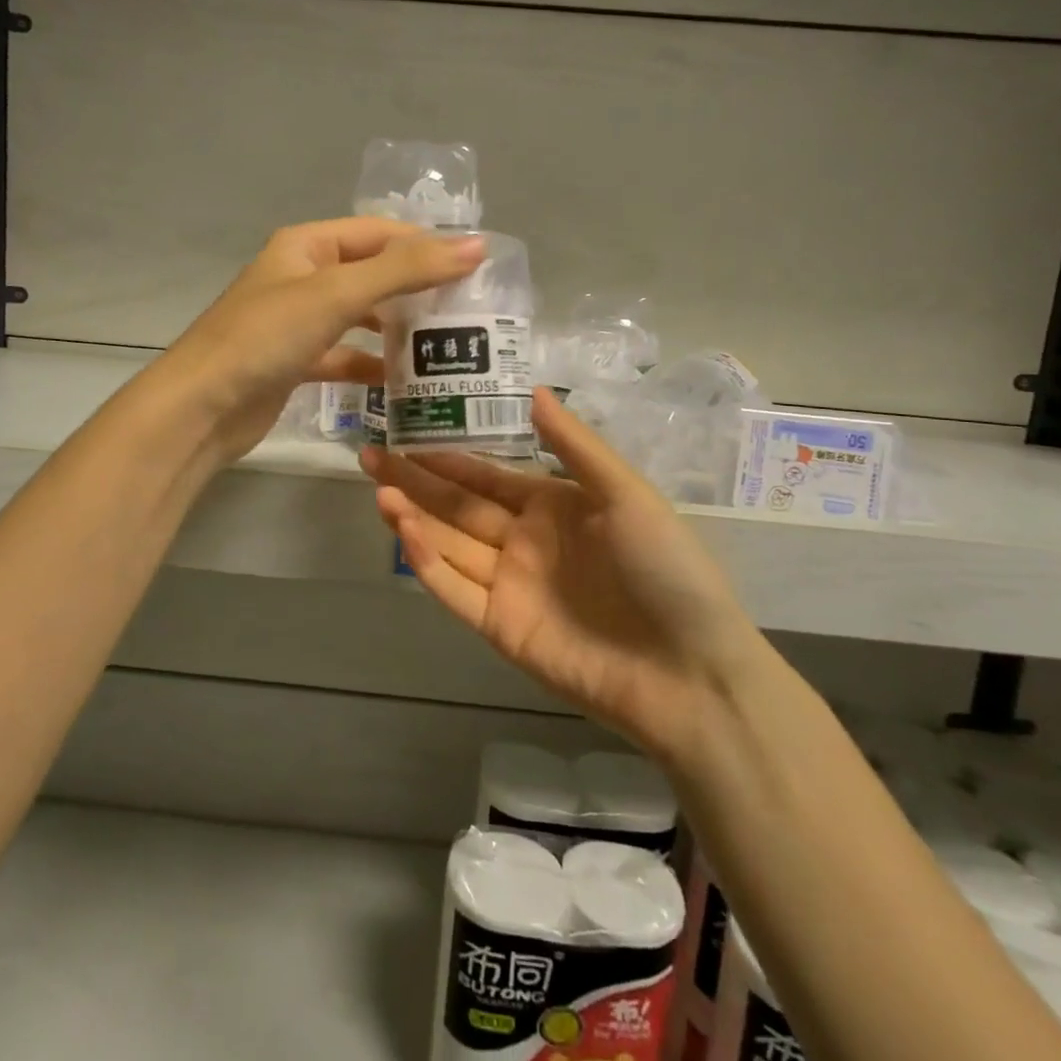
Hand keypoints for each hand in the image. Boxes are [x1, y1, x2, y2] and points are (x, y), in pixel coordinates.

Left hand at [160, 218, 485, 461]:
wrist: (200, 408)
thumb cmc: (266, 338)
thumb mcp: (338, 294)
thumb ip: (405, 269)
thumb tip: (475, 246)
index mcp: (307, 246)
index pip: (380, 233)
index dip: (426, 244)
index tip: (475, 267)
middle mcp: (302, 277)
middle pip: (371, 274)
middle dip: (416, 288)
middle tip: (468, 309)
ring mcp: (298, 322)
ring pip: (359, 316)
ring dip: (396, 327)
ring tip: (446, 343)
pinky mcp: (296, 362)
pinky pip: (343, 355)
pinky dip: (370, 364)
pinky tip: (403, 380)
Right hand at [361, 389, 760, 759]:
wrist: (690, 673)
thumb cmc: (666, 569)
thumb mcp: (626, 494)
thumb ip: (574, 446)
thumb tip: (533, 388)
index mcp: (553, 506)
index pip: (486, 476)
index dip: (447, 456)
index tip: (406, 432)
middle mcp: (524, 541)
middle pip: (457, 506)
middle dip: (415, 481)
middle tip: (370, 456)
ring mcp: (509, 586)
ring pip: (449, 544)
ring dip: (413, 517)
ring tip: (378, 489)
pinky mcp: (500, 627)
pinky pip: (455, 590)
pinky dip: (427, 563)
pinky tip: (405, 532)